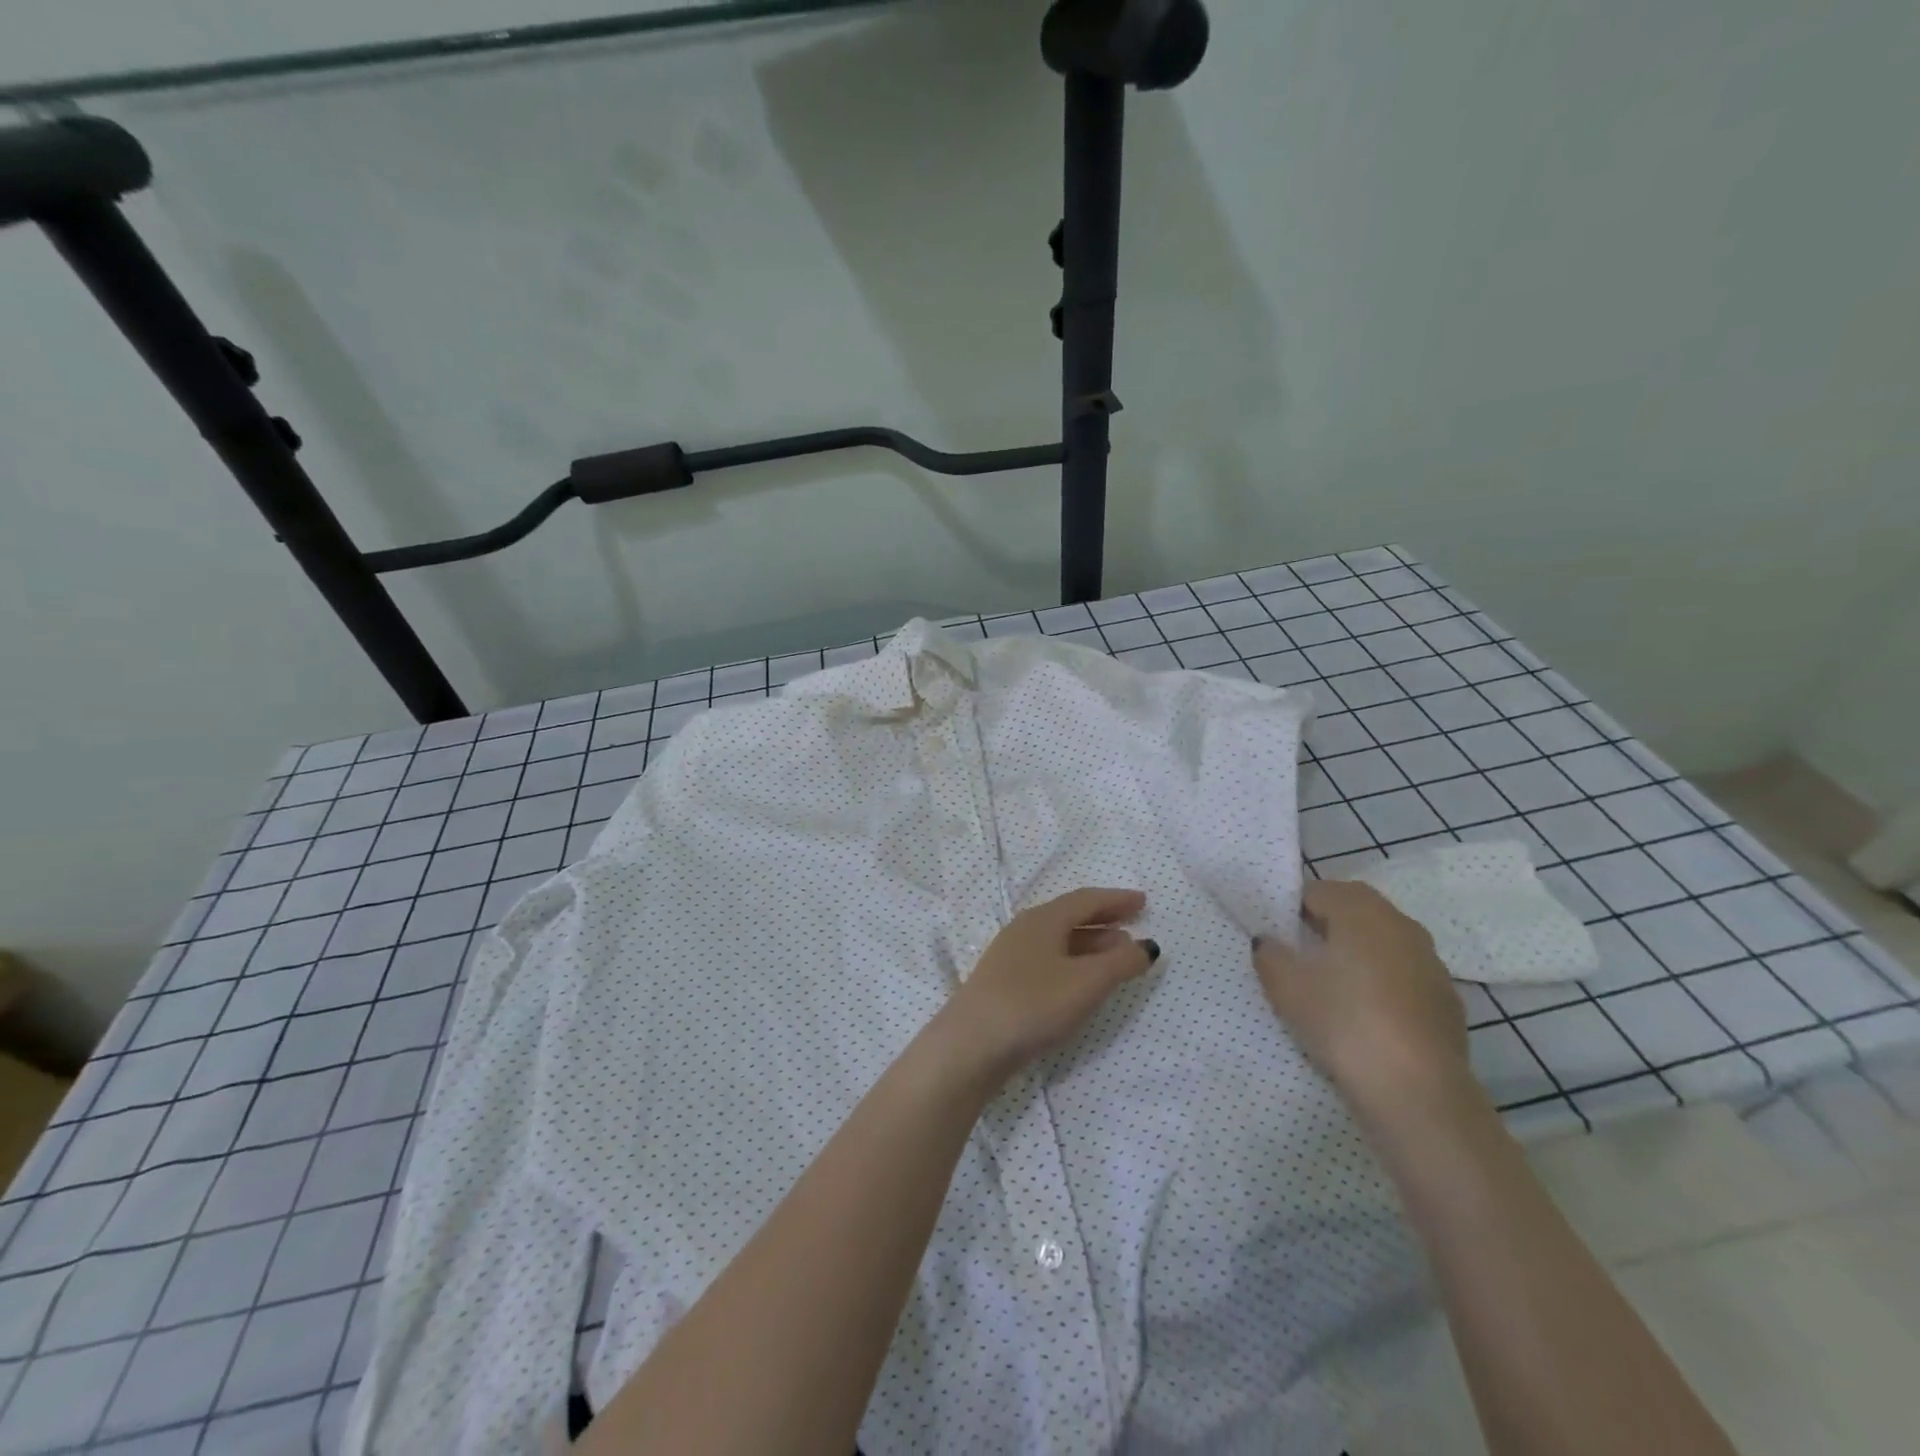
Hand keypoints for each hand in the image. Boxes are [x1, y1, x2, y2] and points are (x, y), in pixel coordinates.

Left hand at [936, 888, 1159, 1080]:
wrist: (971, 1044)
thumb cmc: (1034, 1003)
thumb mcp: (1087, 982)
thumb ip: (1121, 963)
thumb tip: (1147, 945)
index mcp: (1044, 919)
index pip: (1086, 900)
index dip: (1116, 900)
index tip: (1143, 901)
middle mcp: (1025, 930)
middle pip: (1070, 917)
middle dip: (1104, 921)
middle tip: (1133, 925)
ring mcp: (1010, 956)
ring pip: (1059, 941)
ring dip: (1090, 944)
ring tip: (1117, 956)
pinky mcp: (1004, 983)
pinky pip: (1048, 960)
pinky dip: (1073, 963)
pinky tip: (1081, 983)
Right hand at [1252, 880, 1472, 1122]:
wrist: (1417, 1090)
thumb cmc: (1343, 1021)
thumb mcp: (1285, 986)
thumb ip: (1270, 954)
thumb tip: (1269, 941)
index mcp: (1361, 911)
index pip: (1319, 891)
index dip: (1292, 908)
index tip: (1276, 934)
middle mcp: (1401, 925)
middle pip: (1356, 911)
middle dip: (1327, 925)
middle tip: (1299, 955)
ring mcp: (1431, 963)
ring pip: (1384, 944)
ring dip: (1359, 954)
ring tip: (1332, 986)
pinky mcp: (1447, 1001)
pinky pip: (1405, 977)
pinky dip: (1384, 985)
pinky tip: (1367, 1016)